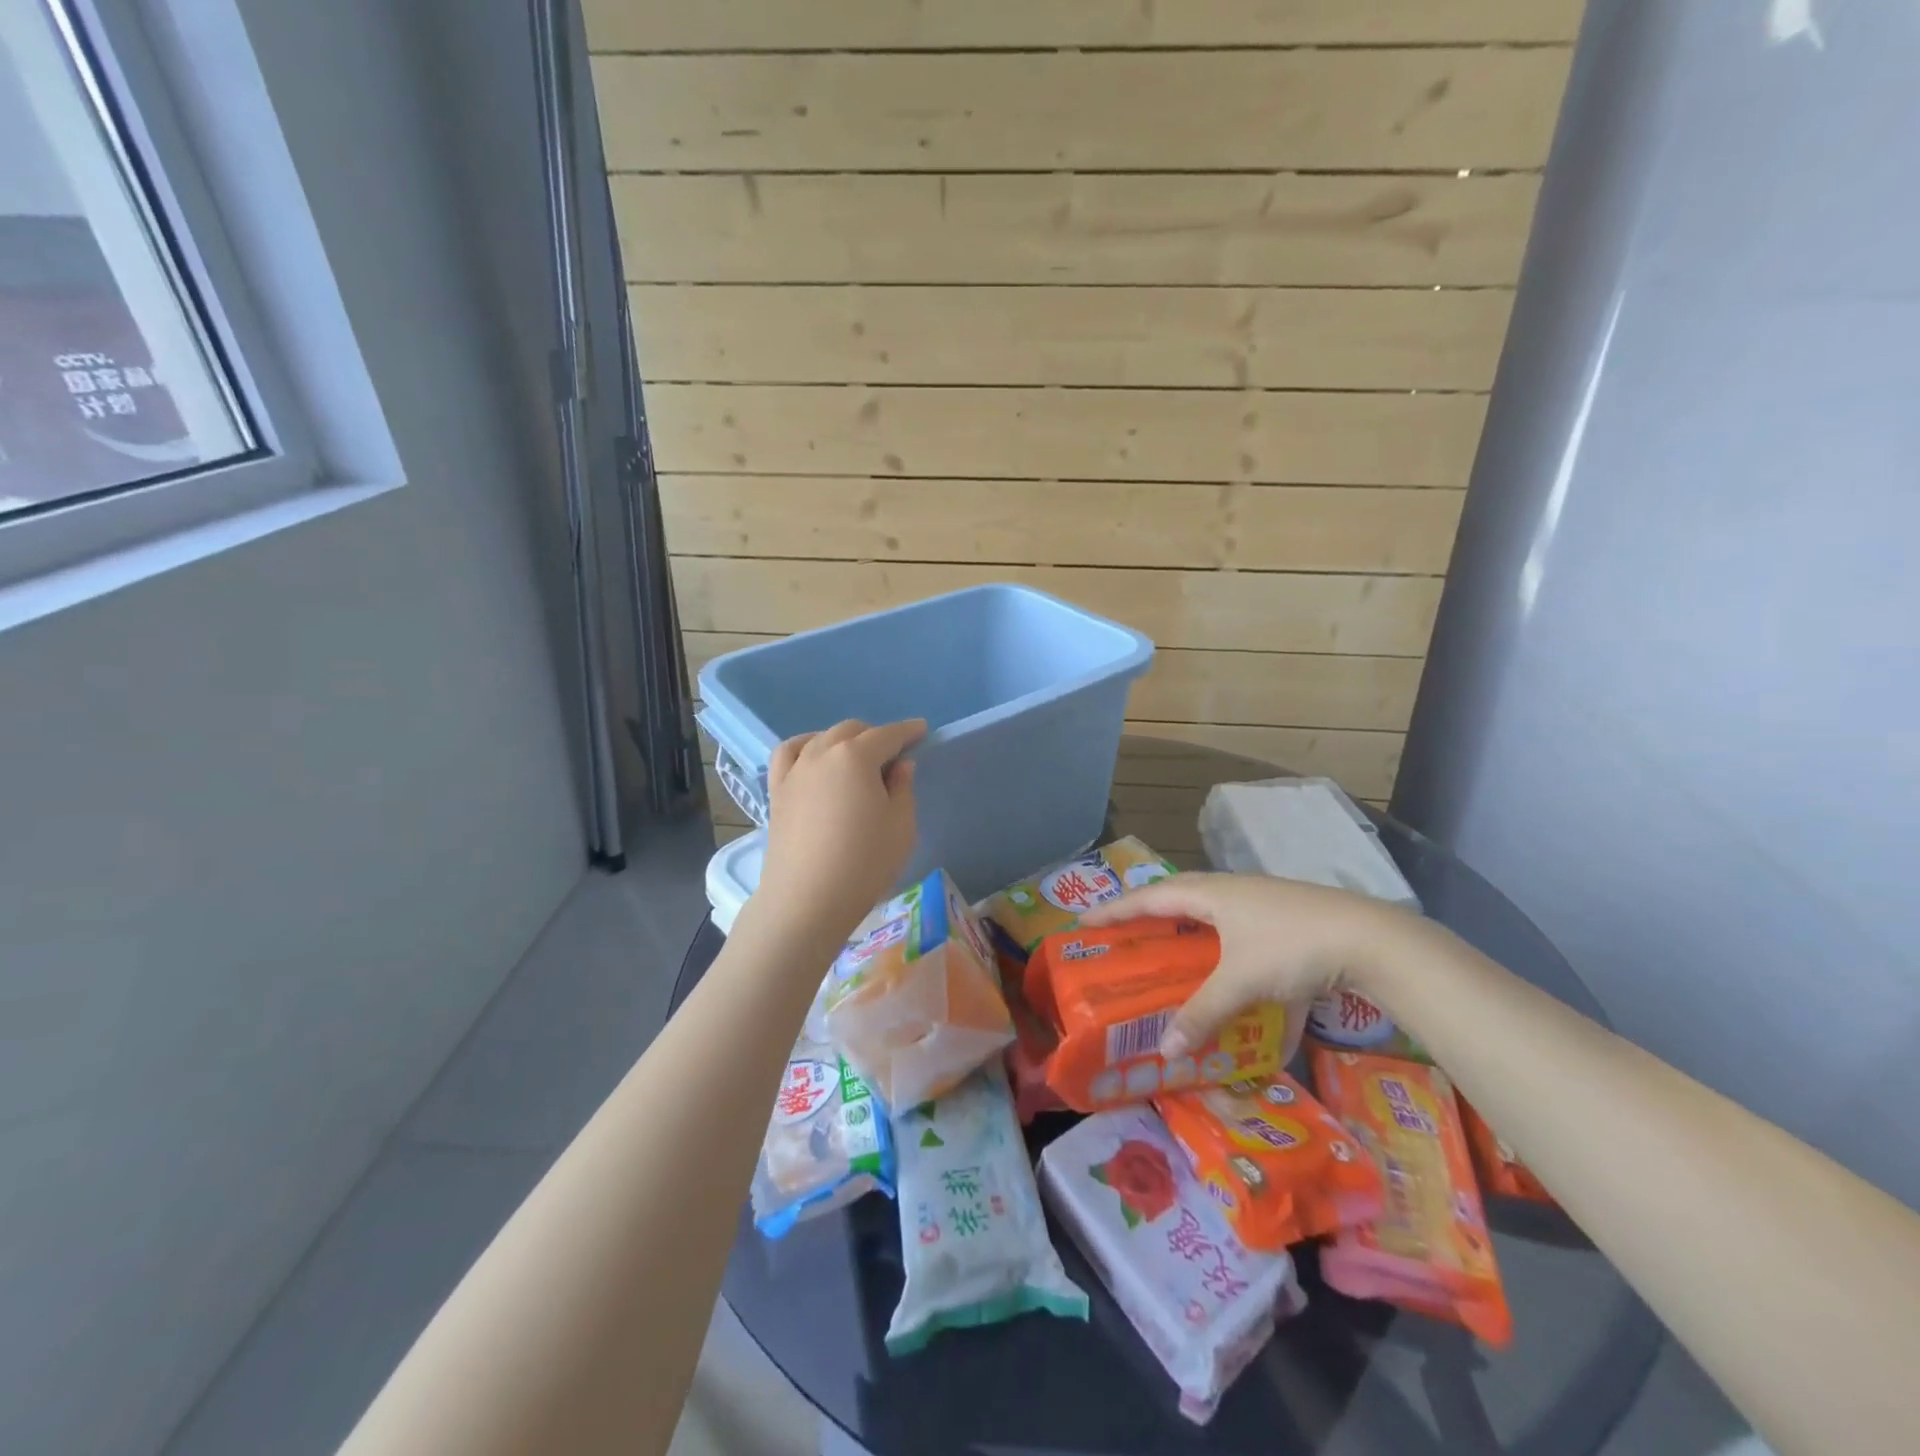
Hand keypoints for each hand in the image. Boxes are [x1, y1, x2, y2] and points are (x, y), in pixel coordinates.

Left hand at [750, 719, 925, 947]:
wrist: (807, 900)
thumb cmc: (864, 863)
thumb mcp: (901, 826)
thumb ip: (902, 788)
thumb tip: (900, 765)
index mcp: (856, 757)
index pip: (887, 735)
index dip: (908, 731)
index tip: (922, 730)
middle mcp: (822, 753)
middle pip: (852, 731)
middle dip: (875, 736)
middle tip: (893, 757)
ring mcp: (795, 770)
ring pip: (821, 739)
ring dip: (843, 741)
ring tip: (855, 758)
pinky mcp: (777, 791)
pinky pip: (789, 754)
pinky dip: (805, 747)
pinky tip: (813, 758)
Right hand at [1078, 873, 1411, 1057]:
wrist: (1370, 939)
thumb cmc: (1292, 948)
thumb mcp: (1242, 982)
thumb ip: (1203, 1013)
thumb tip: (1166, 1050)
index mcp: (1211, 894)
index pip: (1150, 897)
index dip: (1116, 909)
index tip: (1085, 920)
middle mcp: (1231, 891)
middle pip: (1178, 894)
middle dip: (1148, 911)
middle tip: (1123, 931)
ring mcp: (1261, 902)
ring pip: (1211, 909)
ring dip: (1186, 924)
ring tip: (1167, 945)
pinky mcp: (1286, 919)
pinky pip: (1239, 927)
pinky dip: (1223, 945)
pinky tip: (1229, 970)